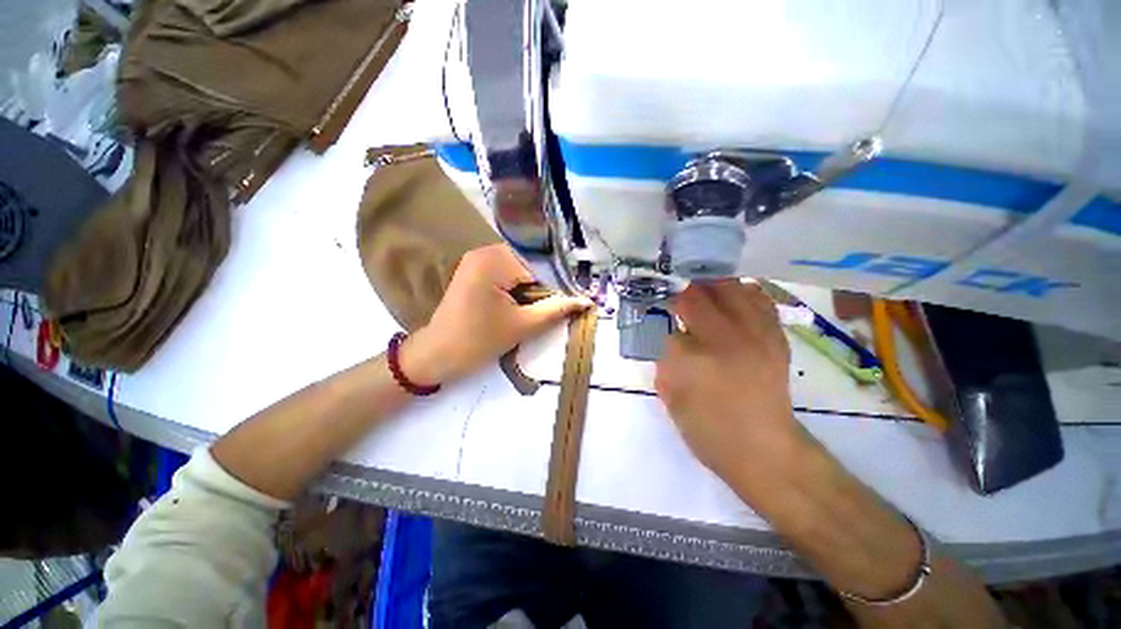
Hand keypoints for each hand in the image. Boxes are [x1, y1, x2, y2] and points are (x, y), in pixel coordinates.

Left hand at [401, 244, 592, 385]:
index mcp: (495, 260)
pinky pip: (507, 273)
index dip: (559, 285)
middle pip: (531, 264)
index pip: (541, 266)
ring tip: (542, 307)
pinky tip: (524, 303)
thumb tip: (587, 302)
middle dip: (545, 286)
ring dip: (533, 287)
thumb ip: (557, 310)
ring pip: (521, 269)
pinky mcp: (475, 270)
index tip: (572, 302)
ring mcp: (478, 259)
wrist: (437, 355)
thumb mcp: (523, 325)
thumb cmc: (478, 341)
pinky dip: (519, 286)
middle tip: (558, 306)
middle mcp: (485, 251)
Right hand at [655, 280, 799, 481]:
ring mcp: (757, 336)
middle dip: (684, 289)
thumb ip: (665, 358)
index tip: (658, 302)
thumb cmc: (708, 430)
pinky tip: (731, 299)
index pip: (671, 319)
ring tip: (702, 290)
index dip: (663, 305)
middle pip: (701, 294)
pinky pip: (759, 300)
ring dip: (712, 285)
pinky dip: (742, 293)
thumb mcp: (670, 396)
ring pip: (732, 288)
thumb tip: (669, 333)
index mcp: (695, 359)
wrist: (764, 451)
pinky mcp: (776, 338)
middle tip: (676, 291)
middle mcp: (727, 340)